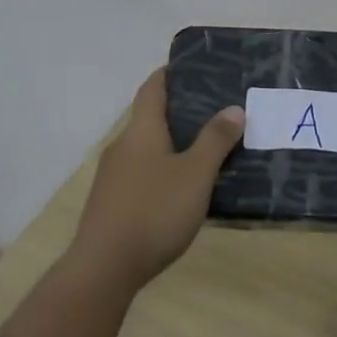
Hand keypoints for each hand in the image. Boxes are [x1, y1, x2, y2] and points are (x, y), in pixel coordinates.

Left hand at [69, 68, 243, 291]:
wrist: (103, 268)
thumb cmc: (154, 211)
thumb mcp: (196, 174)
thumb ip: (215, 140)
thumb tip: (233, 108)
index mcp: (141, 130)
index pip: (152, 88)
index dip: (169, 74)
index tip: (190, 67)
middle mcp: (122, 146)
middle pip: (148, 118)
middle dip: (177, 113)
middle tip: (212, 112)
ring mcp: (111, 177)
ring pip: (144, 149)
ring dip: (169, 146)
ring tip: (202, 152)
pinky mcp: (109, 204)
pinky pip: (139, 175)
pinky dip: (160, 172)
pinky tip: (179, 191)